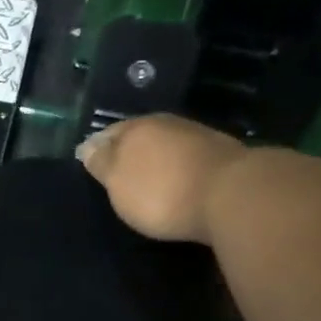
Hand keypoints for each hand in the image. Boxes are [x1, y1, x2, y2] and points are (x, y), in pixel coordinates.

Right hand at [76, 114, 246, 243]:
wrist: (233, 195)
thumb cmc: (162, 191)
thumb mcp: (118, 182)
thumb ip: (101, 163)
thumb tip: (87, 146)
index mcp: (136, 128)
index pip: (107, 134)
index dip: (97, 148)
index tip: (90, 163)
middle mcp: (167, 124)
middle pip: (139, 135)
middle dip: (128, 150)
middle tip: (118, 172)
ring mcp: (198, 137)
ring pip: (166, 144)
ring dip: (156, 158)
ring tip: (148, 179)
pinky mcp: (223, 155)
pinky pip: (188, 157)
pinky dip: (179, 167)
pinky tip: (177, 181)